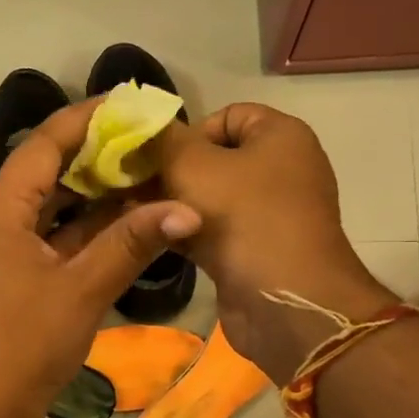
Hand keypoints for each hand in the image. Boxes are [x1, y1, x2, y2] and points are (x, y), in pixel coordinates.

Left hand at [0, 99, 200, 417]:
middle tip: (146, 143)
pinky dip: (81, 229)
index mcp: (0, 210)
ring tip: (142, 178)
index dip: (86, 118)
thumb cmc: (24, 345)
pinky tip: (120, 226)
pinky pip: (47, 237)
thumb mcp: (82, 289)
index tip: (130, 104)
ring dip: (91, 195)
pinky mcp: (7, 276)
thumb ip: (132, 244)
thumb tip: (187, 209)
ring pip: (48, 206)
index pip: (44, 143)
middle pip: (45, 171)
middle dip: (95, 156)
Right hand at [149, 103, 395, 382]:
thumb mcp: (193, 166)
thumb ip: (163, 140)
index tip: (159, 159)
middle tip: (134, 187)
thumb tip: (142, 126)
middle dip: (172, 171)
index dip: (189, 132)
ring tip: (135, 212)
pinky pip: (212, 229)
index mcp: (280, 136)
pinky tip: (151, 236)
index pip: (227, 115)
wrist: (284, 302)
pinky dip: (185, 230)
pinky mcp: (254, 249)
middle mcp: (280, 169)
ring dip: (173, 204)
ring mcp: (268, 213)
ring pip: (209, 196)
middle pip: (213, 158)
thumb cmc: (243, 219)